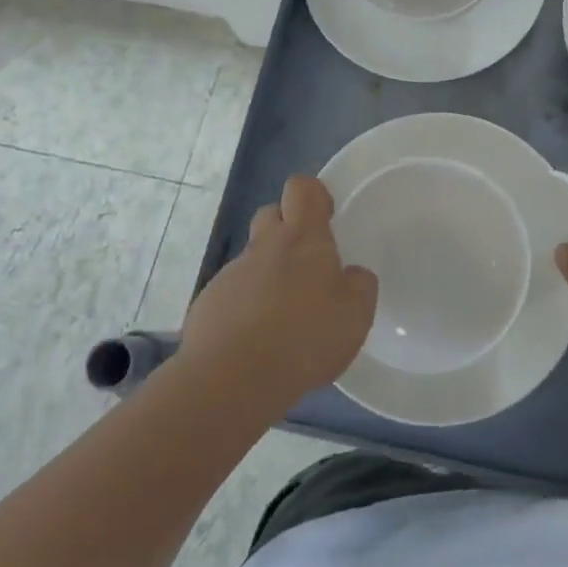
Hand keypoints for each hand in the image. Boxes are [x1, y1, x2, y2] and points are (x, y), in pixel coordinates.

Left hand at [179, 175, 376, 413]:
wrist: (231, 379)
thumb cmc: (303, 337)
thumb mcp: (355, 315)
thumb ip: (359, 286)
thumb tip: (352, 275)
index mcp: (302, 238)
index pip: (302, 188)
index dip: (313, 195)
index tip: (326, 217)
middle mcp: (264, 246)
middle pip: (271, 214)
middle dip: (286, 229)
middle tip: (306, 266)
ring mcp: (231, 274)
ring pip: (252, 259)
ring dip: (267, 276)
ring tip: (283, 319)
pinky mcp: (208, 305)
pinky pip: (232, 294)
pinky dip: (245, 309)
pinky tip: (256, 344)